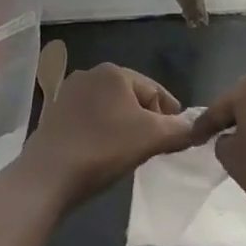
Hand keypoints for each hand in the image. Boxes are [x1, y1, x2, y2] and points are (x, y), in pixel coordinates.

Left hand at [18, 63, 194, 208]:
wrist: (48, 174)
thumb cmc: (103, 148)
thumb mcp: (150, 138)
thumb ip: (178, 130)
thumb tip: (197, 127)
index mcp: (114, 72)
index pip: (154, 89)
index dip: (170, 113)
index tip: (179, 137)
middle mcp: (90, 74)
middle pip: (131, 97)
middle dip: (147, 119)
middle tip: (156, 147)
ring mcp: (69, 93)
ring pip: (110, 108)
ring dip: (124, 126)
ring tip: (131, 152)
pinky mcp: (55, 114)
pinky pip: (90, 120)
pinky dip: (102, 132)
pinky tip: (104, 152)